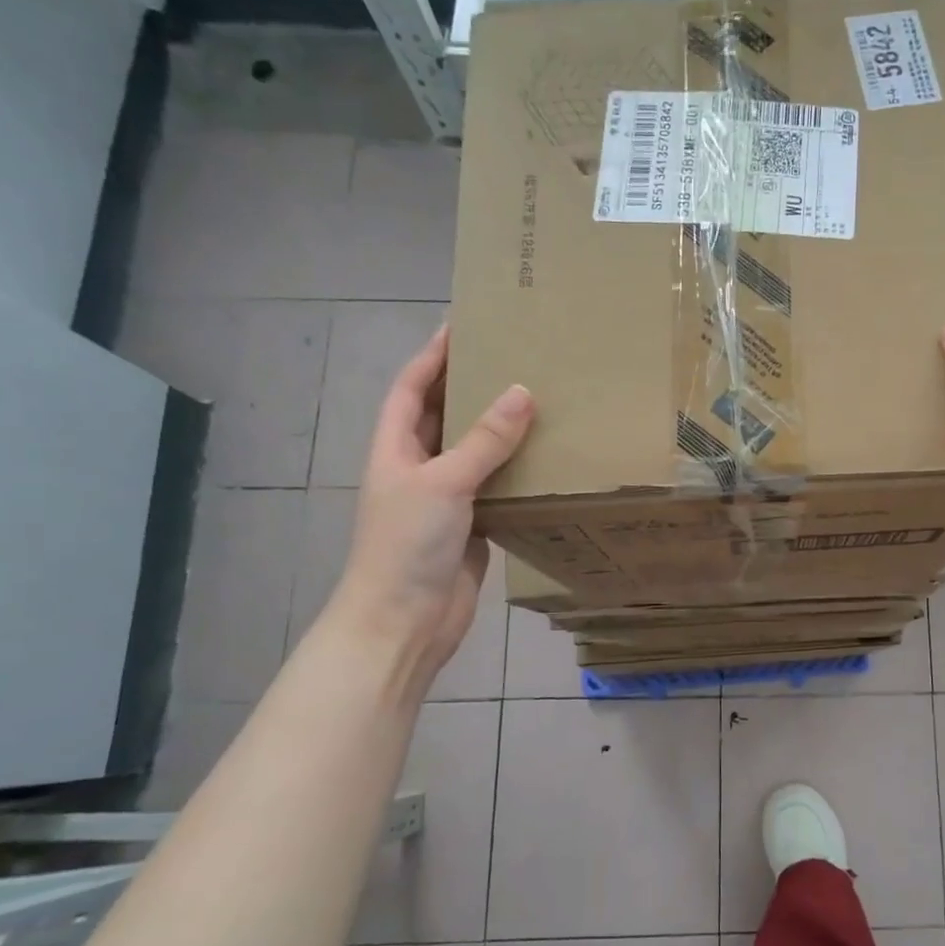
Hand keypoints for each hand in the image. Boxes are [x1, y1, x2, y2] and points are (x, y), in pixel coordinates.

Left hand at [324, 323, 533, 681]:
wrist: (405, 621)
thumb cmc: (407, 544)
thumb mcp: (444, 482)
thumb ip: (484, 440)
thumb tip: (522, 391)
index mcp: (395, 449)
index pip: (412, 389)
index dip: (433, 356)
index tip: (462, 324)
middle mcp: (419, 467)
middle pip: (444, 416)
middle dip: (471, 386)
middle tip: (513, 357)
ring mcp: (446, 498)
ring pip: (475, 452)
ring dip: (501, 429)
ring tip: (540, 399)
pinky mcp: (473, 525)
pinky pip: (498, 486)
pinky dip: (518, 469)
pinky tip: (549, 456)